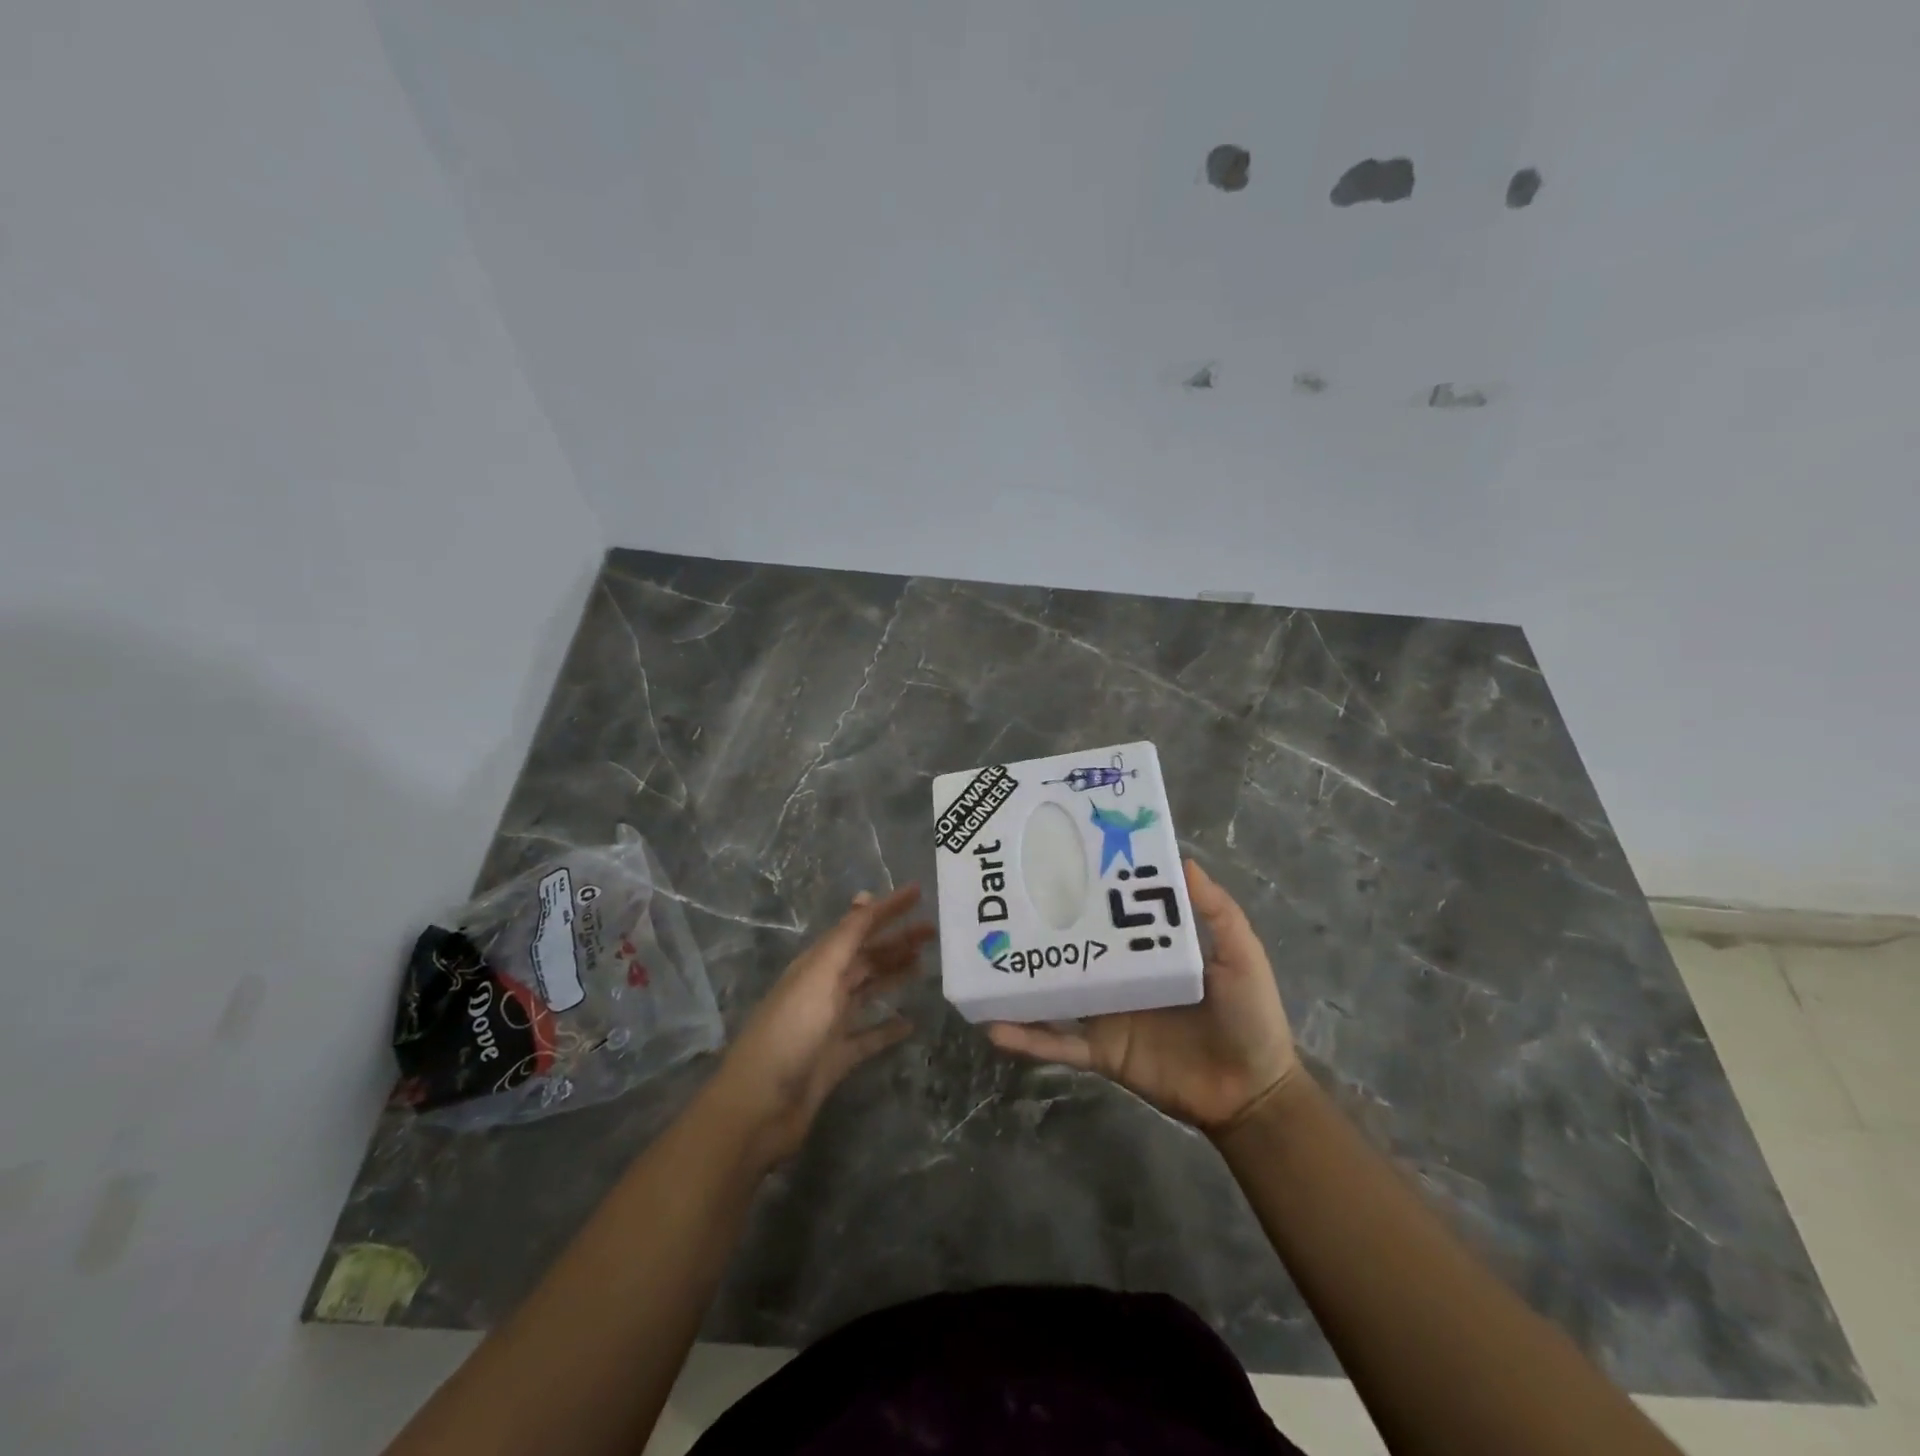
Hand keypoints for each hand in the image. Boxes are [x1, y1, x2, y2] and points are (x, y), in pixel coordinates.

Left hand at [703, 884, 932, 1168]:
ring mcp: (829, 1024)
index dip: (887, 908)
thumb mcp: (819, 976)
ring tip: (925, 965)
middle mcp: (823, 987)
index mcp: (817, 963)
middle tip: (933, 931)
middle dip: (896, 940)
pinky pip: (869, 1036)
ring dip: (894, 974)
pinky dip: (888, 1028)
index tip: (918, 892)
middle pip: (866, 956)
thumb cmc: (791, 1032)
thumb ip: (845, 938)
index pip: (857, 926)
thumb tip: (866, 897)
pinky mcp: (836, 1058)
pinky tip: (911, 1023)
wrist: (760, 1106)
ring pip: (869, 990)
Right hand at [989, 859, 1298, 1131]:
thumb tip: (1182, 858)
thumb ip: (1217, 911)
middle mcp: (1119, 975)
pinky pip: (1057, 1044)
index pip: (1109, 913)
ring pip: (1054, 992)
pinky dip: (1026, 1038)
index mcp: (1146, 949)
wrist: (1251, 1093)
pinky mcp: (1099, 1052)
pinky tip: (993, 1026)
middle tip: (1002, 901)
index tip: (1054, 859)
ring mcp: (1105, 1014)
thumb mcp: (1241, 955)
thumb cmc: (1250, 1016)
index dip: (1086, 888)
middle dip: (1041, 926)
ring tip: (983, 959)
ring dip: (1021, 980)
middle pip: (1073, 947)